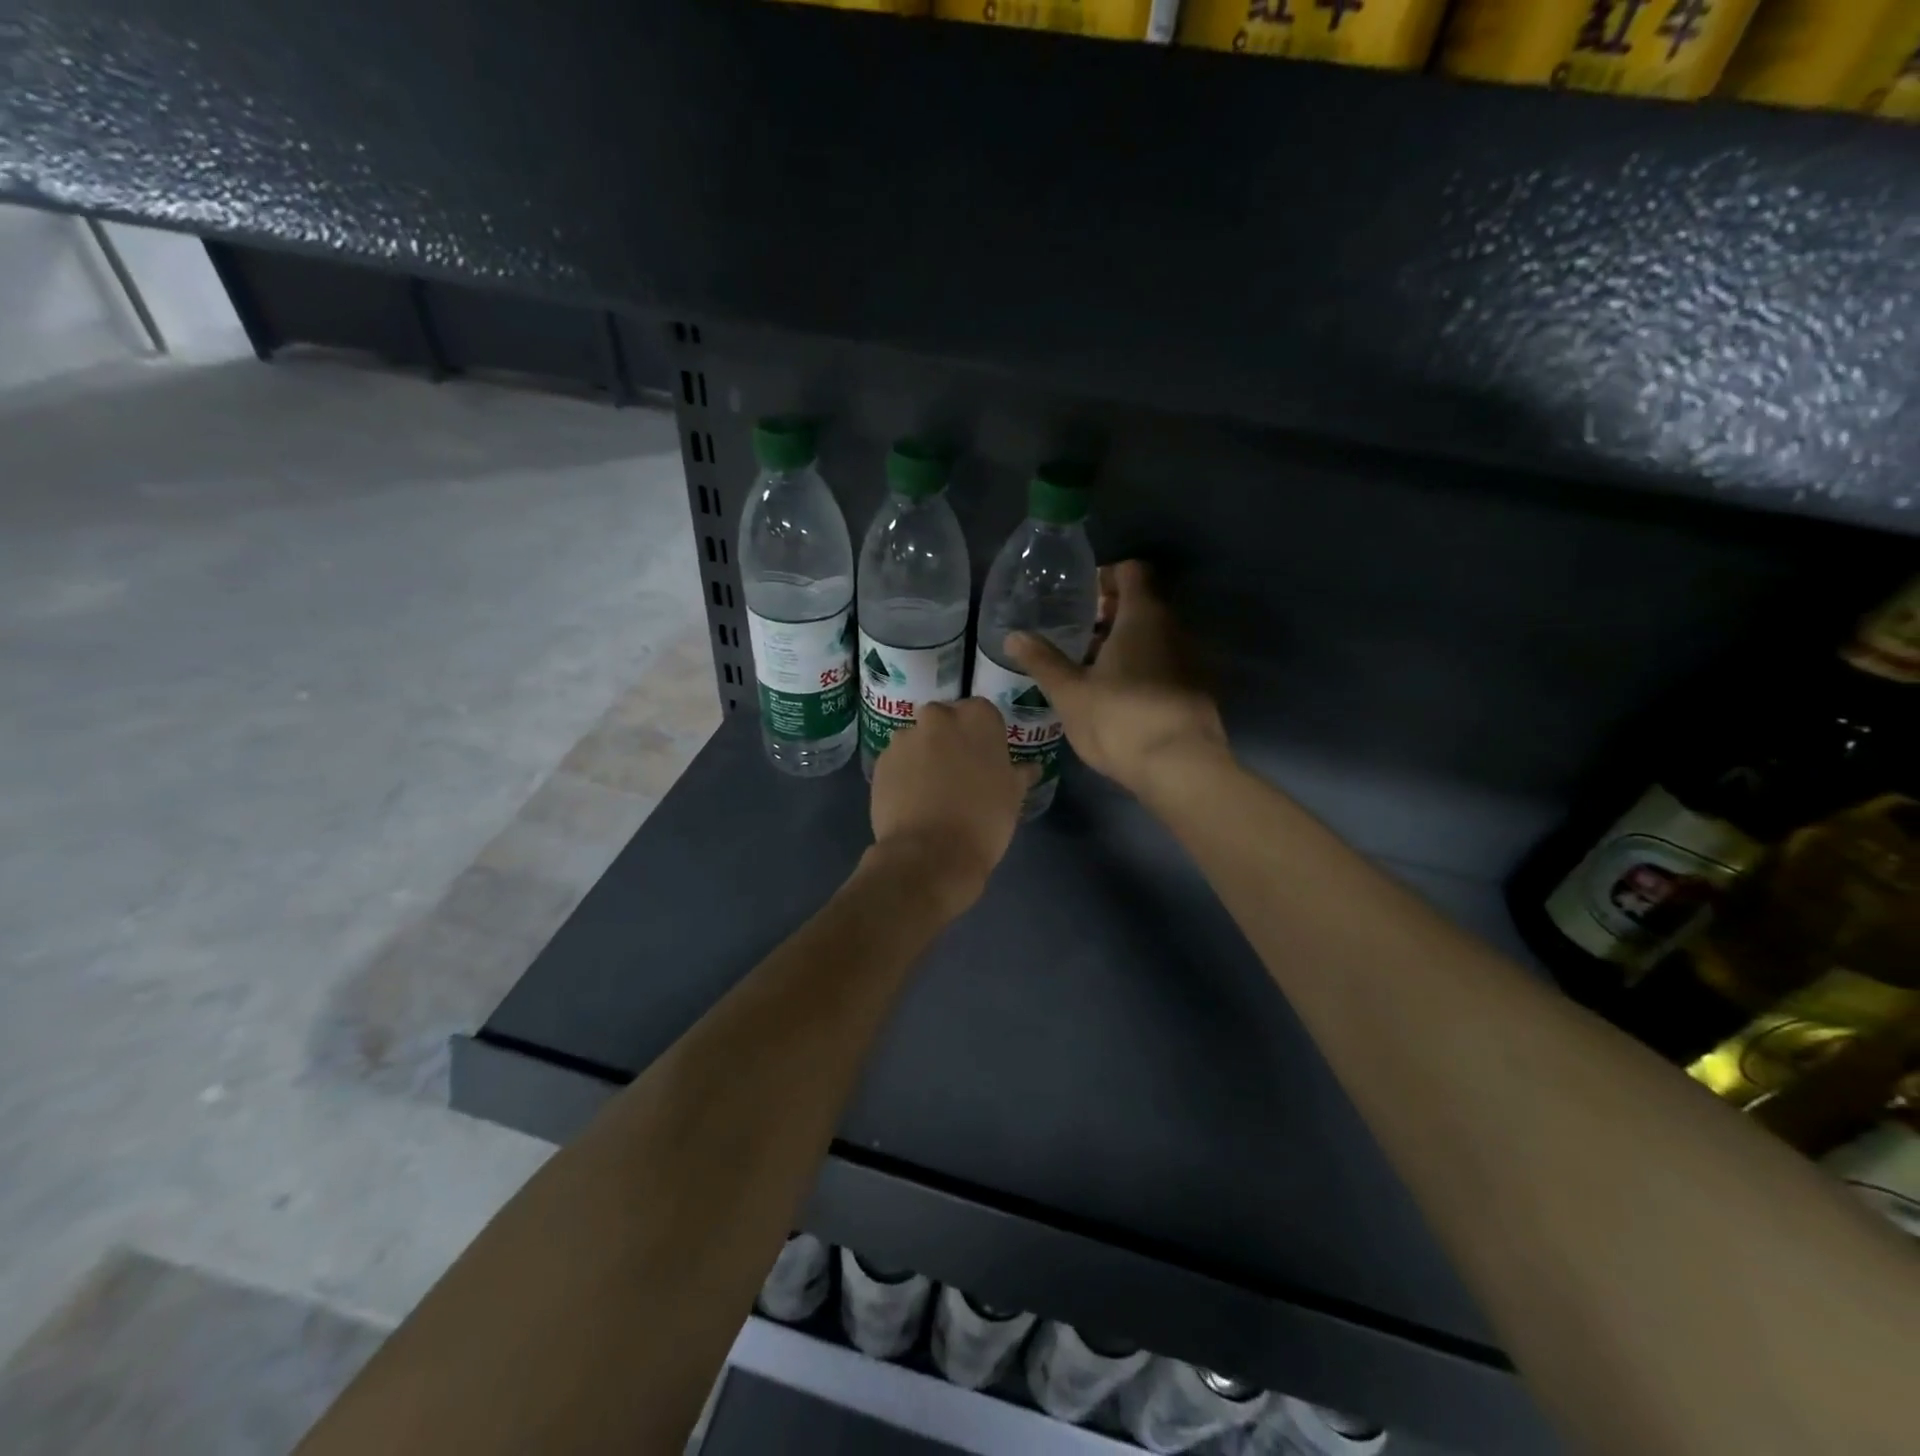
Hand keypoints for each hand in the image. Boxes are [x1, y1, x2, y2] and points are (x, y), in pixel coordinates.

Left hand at [868, 698, 1036, 915]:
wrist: (929, 854)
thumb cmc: (983, 820)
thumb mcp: (1013, 796)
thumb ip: (1019, 773)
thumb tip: (1030, 767)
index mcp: (976, 717)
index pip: (983, 713)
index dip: (984, 737)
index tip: (986, 761)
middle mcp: (937, 717)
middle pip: (946, 721)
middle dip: (950, 740)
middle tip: (961, 774)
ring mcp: (904, 738)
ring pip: (919, 741)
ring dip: (925, 757)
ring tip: (933, 792)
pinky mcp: (880, 762)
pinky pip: (898, 762)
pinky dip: (905, 774)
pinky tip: (913, 801)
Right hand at [1005, 560, 1227, 798]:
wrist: (1181, 768)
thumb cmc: (1120, 719)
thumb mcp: (1070, 692)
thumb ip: (1042, 661)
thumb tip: (1013, 636)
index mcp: (1143, 617)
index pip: (1131, 572)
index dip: (1105, 577)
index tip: (1080, 598)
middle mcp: (1173, 628)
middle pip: (1143, 604)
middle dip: (1110, 614)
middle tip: (1077, 634)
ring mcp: (1190, 659)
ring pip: (1154, 636)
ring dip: (1125, 643)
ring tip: (1091, 668)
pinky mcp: (1197, 689)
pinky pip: (1164, 662)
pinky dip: (1141, 666)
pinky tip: (1118, 695)